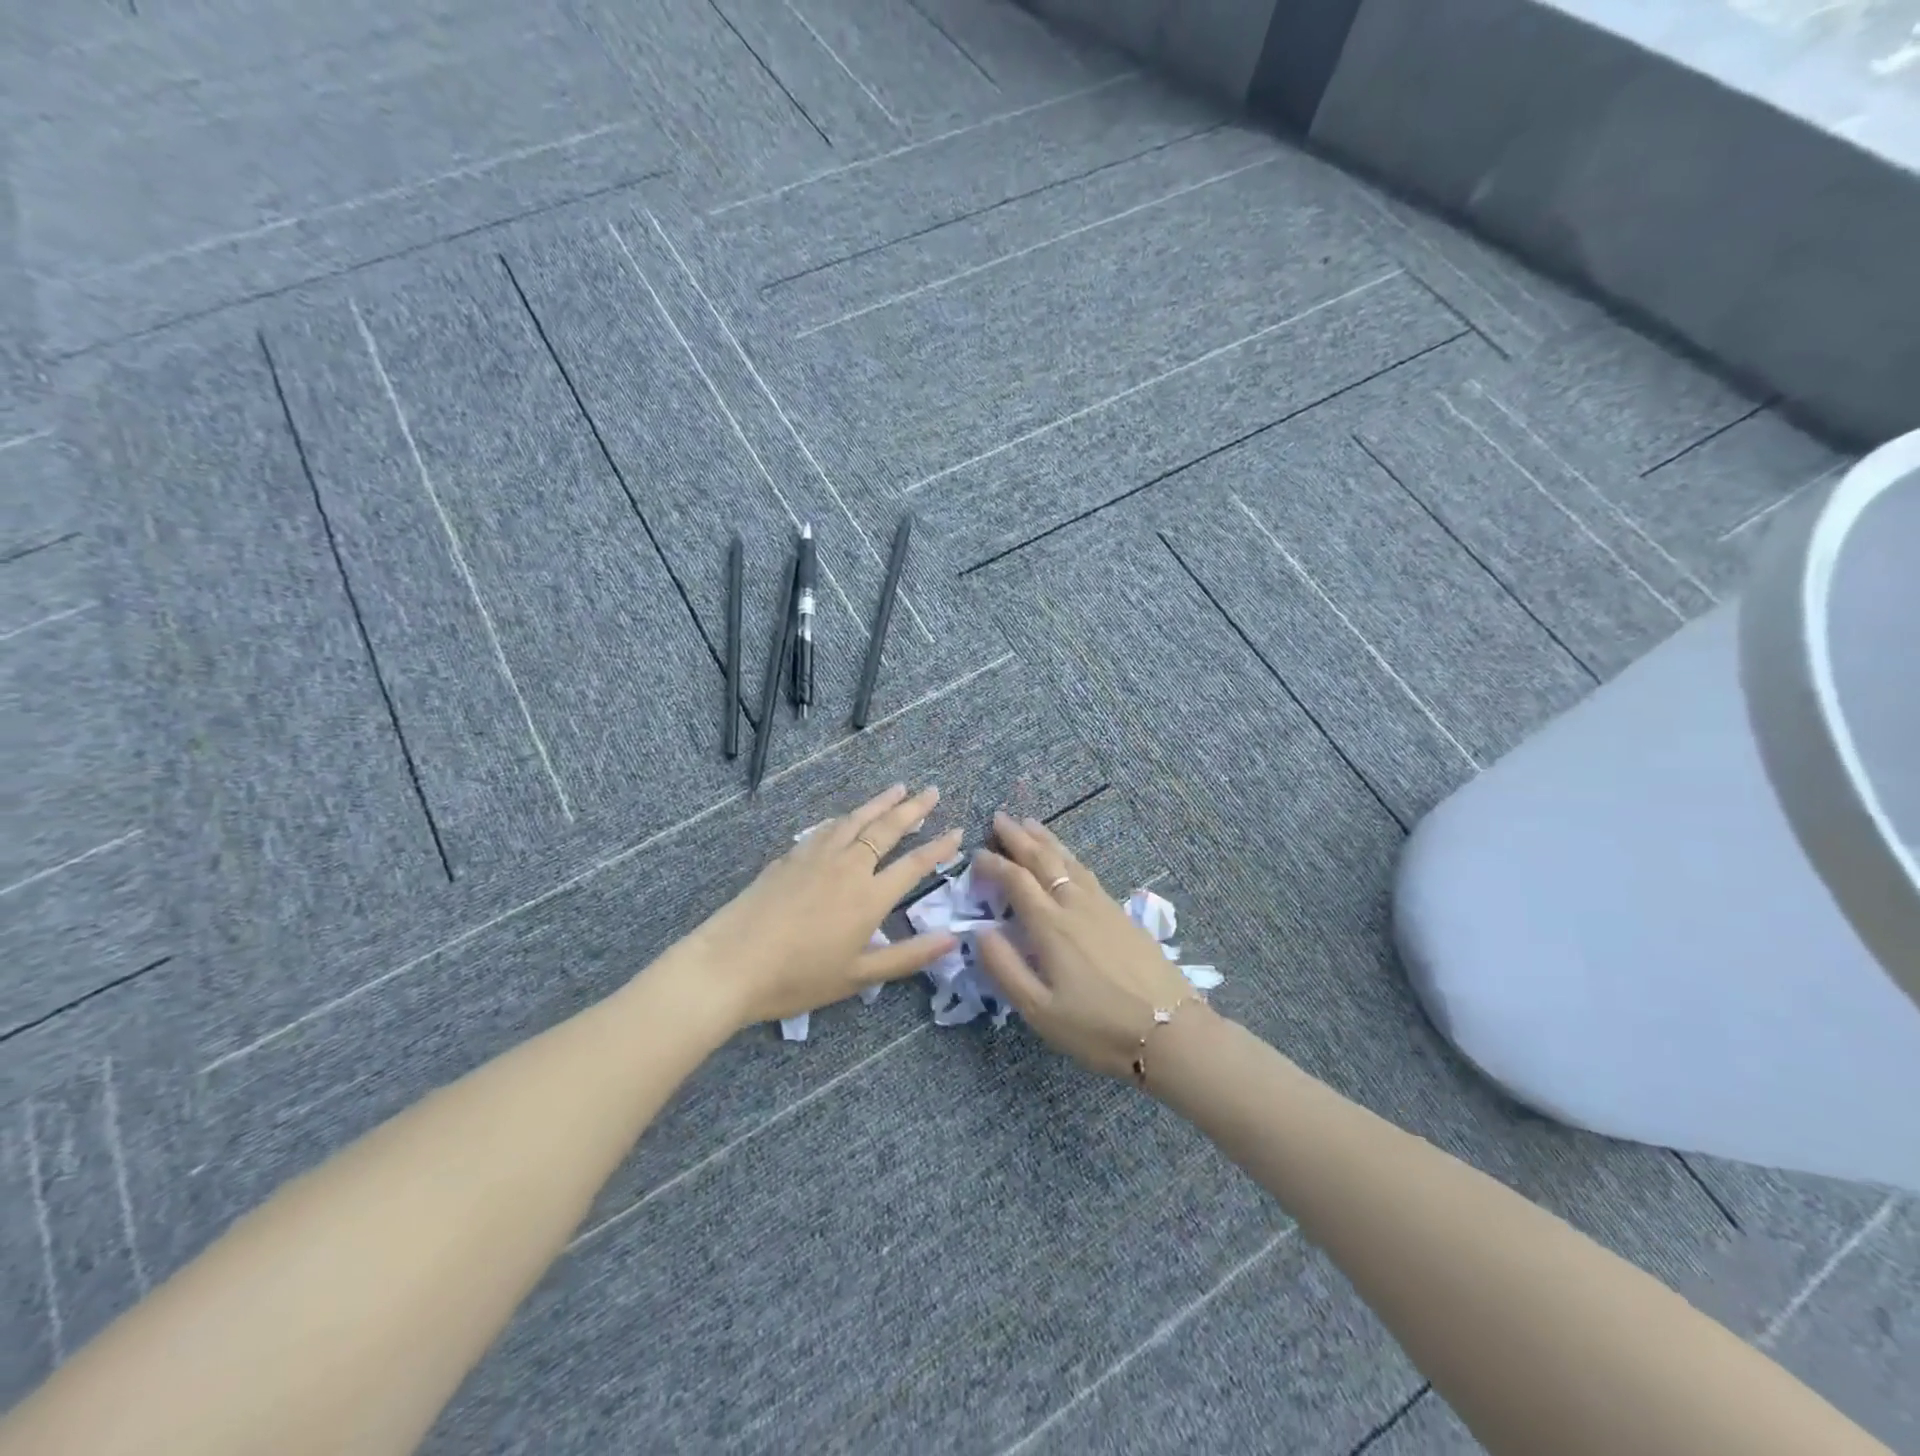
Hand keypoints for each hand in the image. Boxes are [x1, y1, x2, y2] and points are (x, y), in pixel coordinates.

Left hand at [681, 784, 961, 1028]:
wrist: (731, 963)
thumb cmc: (798, 978)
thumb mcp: (858, 977)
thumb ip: (908, 956)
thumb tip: (952, 940)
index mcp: (870, 897)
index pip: (915, 865)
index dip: (939, 847)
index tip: (957, 832)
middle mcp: (848, 866)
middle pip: (888, 828)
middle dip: (914, 808)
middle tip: (932, 791)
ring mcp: (817, 856)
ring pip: (856, 819)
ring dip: (881, 802)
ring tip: (899, 788)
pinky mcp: (791, 856)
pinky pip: (828, 828)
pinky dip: (847, 817)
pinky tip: (848, 816)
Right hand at [972, 811, 1198, 1080]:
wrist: (1171, 1031)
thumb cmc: (1098, 1027)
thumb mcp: (1040, 1010)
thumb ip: (1005, 968)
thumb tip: (980, 931)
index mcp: (1051, 926)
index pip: (1016, 881)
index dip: (994, 864)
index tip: (976, 854)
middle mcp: (1075, 906)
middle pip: (1043, 860)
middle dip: (1018, 837)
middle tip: (1000, 817)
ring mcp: (1102, 906)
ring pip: (1069, 860)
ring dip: (1046, 840)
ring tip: (1030, 823)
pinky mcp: (1122, 914)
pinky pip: (1087, 872)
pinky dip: (1070, 856)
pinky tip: (1069, 858)